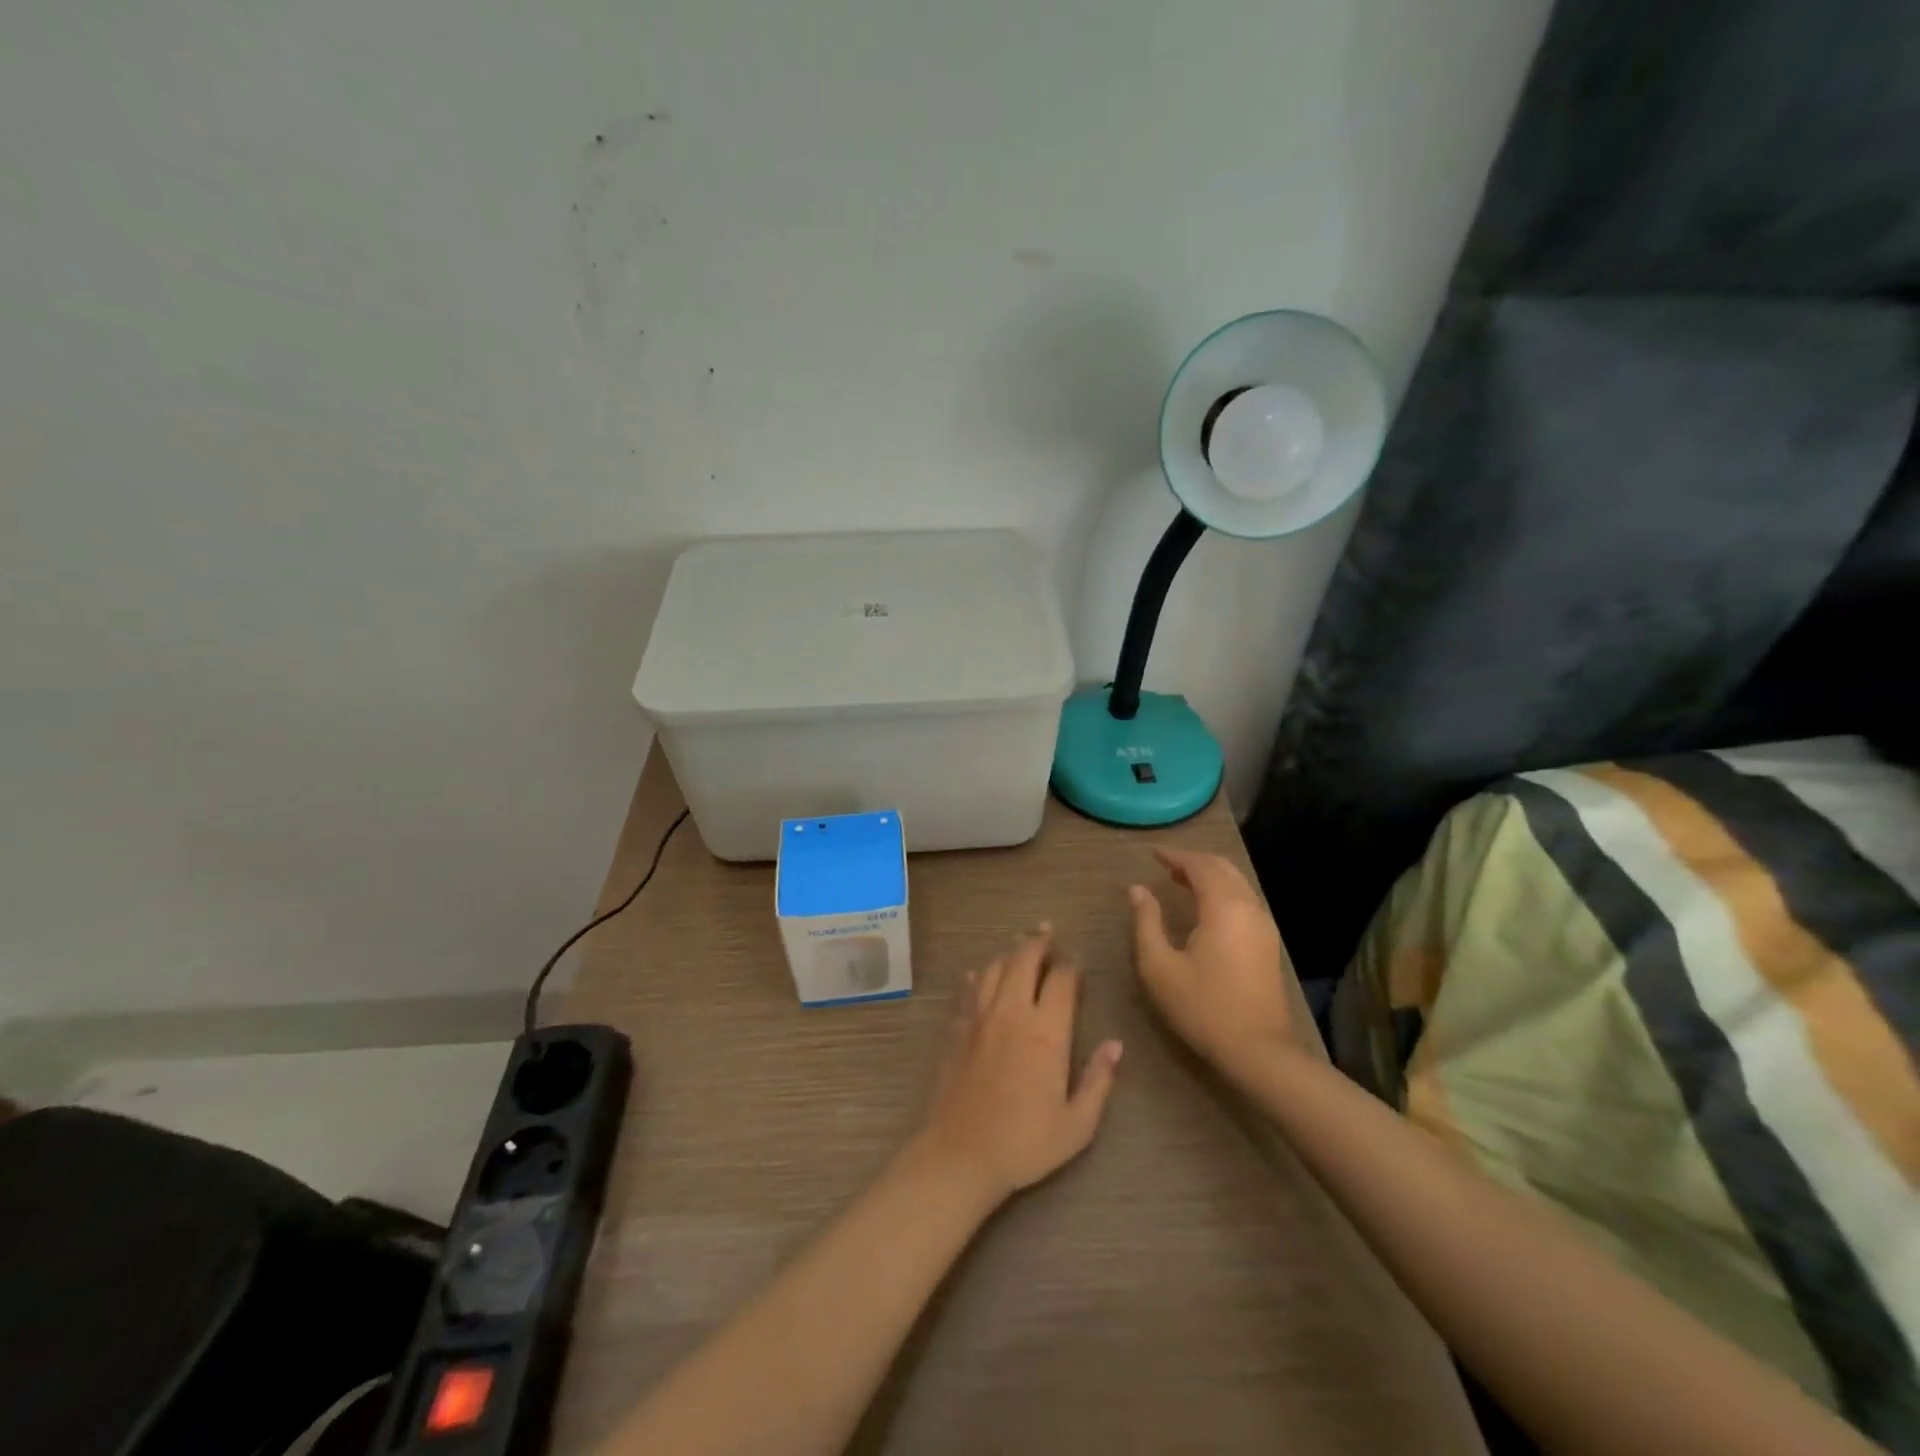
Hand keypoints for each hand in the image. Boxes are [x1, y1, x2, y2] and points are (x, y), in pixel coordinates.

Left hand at [918, 927, 1122, 1204]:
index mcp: (1047, 1031)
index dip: (1072, 964)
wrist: (961, 1154)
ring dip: (1009, 952)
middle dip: (1038, 941)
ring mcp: (980, 1016)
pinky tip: (979, 974)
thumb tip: (1115, 1045)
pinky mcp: (956, 1027)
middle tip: (1047, 933)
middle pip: (1024, 958)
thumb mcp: (1077, 1124)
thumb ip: (1099, 1081)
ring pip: (994, 967)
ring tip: (1019, 946)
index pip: (1062, 979)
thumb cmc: (1025, 1143)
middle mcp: (1013, 1011)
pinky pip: (968, 989)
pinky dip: (977, 976)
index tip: (1077, 962)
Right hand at [1129, 848, 1295, 1076]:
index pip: (1200, 865)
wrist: (1258, 1050)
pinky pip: (1244, 900)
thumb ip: (1146, 922)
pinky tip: (1204, 907)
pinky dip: (1222, 891)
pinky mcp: (1268, 943)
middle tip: (1165, 865)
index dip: (1175, 855)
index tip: (1151, 853)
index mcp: (1223, 907)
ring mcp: (1263, 925)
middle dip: (1194, 861)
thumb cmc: (1203, 1007)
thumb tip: (1137, 890)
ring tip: (1180, 881)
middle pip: (1223, 868)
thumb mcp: (1159, 967)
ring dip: (1209, 875)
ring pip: (1237, 883)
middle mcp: (1248, 907)